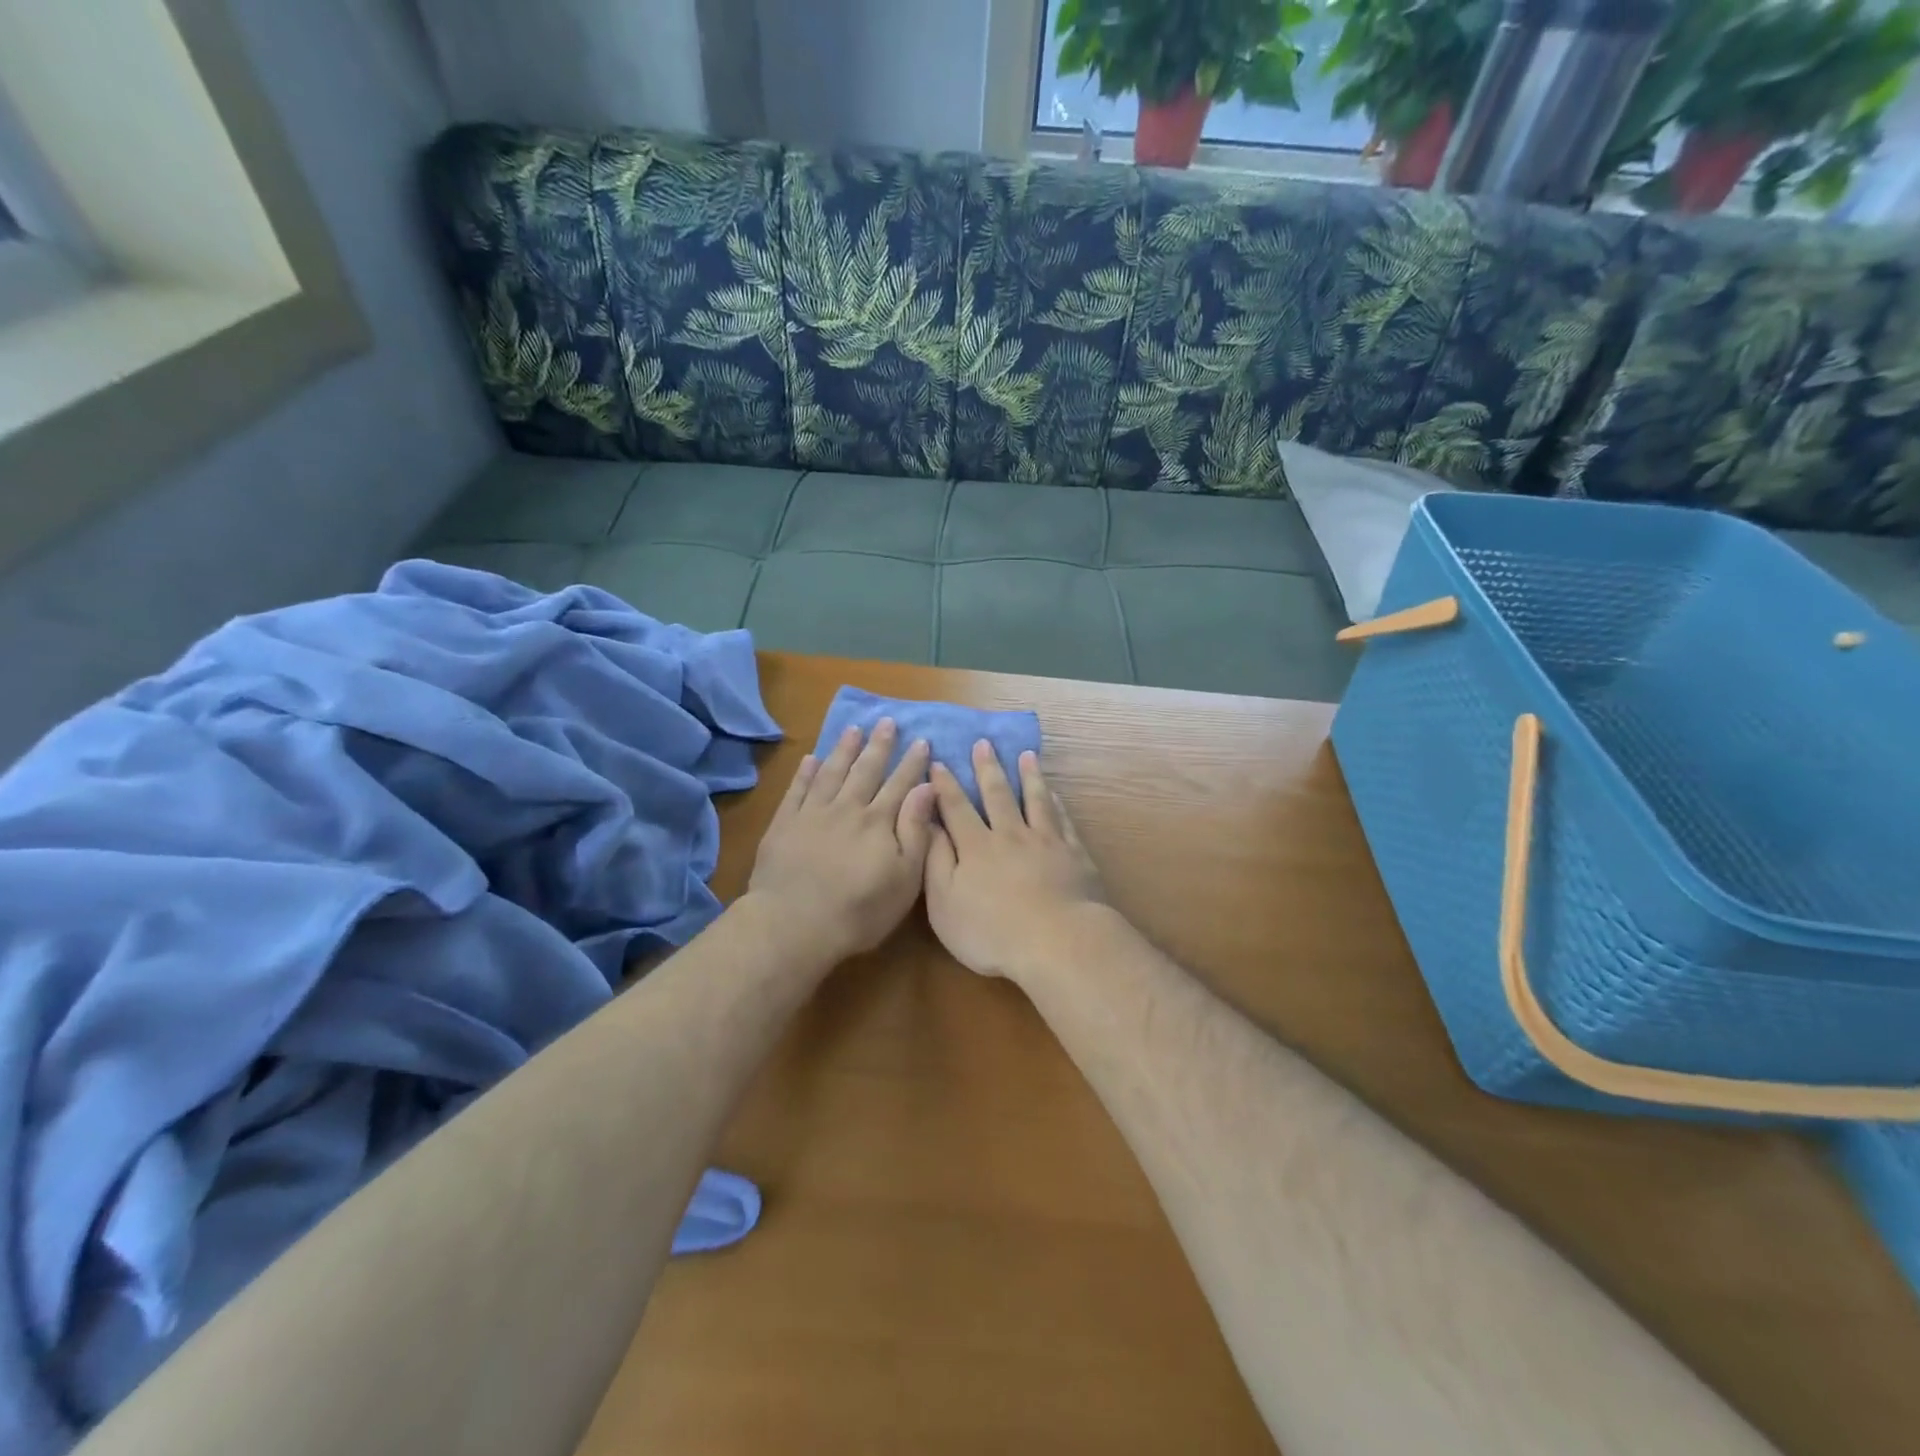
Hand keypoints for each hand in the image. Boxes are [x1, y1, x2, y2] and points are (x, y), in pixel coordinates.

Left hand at [747, 720, 935, 963]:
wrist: (795, 924)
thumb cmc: (859, 910)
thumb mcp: (904, 878)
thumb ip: (916, 830)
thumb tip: (927, 787)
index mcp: (878, 822)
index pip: (899, 784)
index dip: (911, 763)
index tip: (921, 741)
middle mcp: (847, 809)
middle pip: (865, 770)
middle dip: (879, 745)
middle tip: (886, 721)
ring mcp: (812, 814)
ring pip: (831, 773)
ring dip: (843, 750)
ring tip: (853, 729)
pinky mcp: (784, 825)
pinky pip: (796, 790)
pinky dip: (804, 773)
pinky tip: (810, 758)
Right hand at [924, 742, 1105, 980]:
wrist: (1058, 942)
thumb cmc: (992, 931)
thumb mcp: (945, 903)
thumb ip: (935, 861)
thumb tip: (928, 824)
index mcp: (976, 847)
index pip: (956, 808)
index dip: (945, 785)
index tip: (938, 761)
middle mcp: (1010, 835)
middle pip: (997, 795)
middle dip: (987, 768)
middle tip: (984, 743)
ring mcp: (1046, 842)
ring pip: (1035, 800)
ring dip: (1028, 775)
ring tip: (1026, 755)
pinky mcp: (1074, 854)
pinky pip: (1063, 820)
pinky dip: (1057, 803)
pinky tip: (1055, 794)